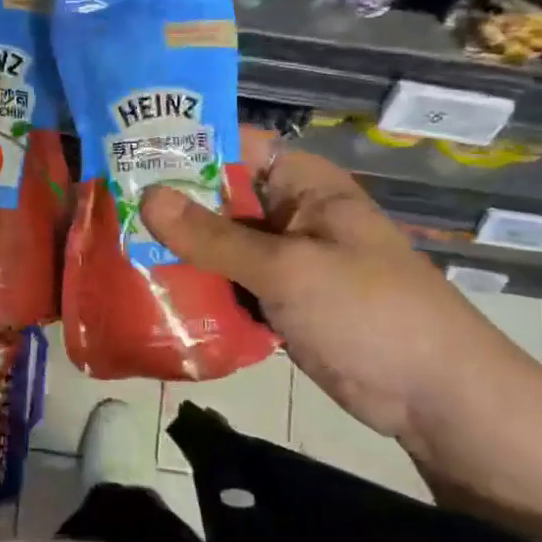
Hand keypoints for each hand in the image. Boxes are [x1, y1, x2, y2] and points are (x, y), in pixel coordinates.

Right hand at [140, 137, 539, 443]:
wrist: (436, 397)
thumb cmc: (368, 311)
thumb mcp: (286, 267)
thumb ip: (213, 235)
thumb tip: (144, 196)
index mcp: (302, 184)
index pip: (233, 145)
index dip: (183, 143)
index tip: (125, 150)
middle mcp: (289, 214)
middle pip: (218, 195)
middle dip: (168, 201)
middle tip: (105, 205)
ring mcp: (283, 260)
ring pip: (218, 243)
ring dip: (177, 248)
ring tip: (114, 246)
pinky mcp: (278, 301)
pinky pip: (227, 282)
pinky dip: (196, 286)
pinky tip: (149, 290)